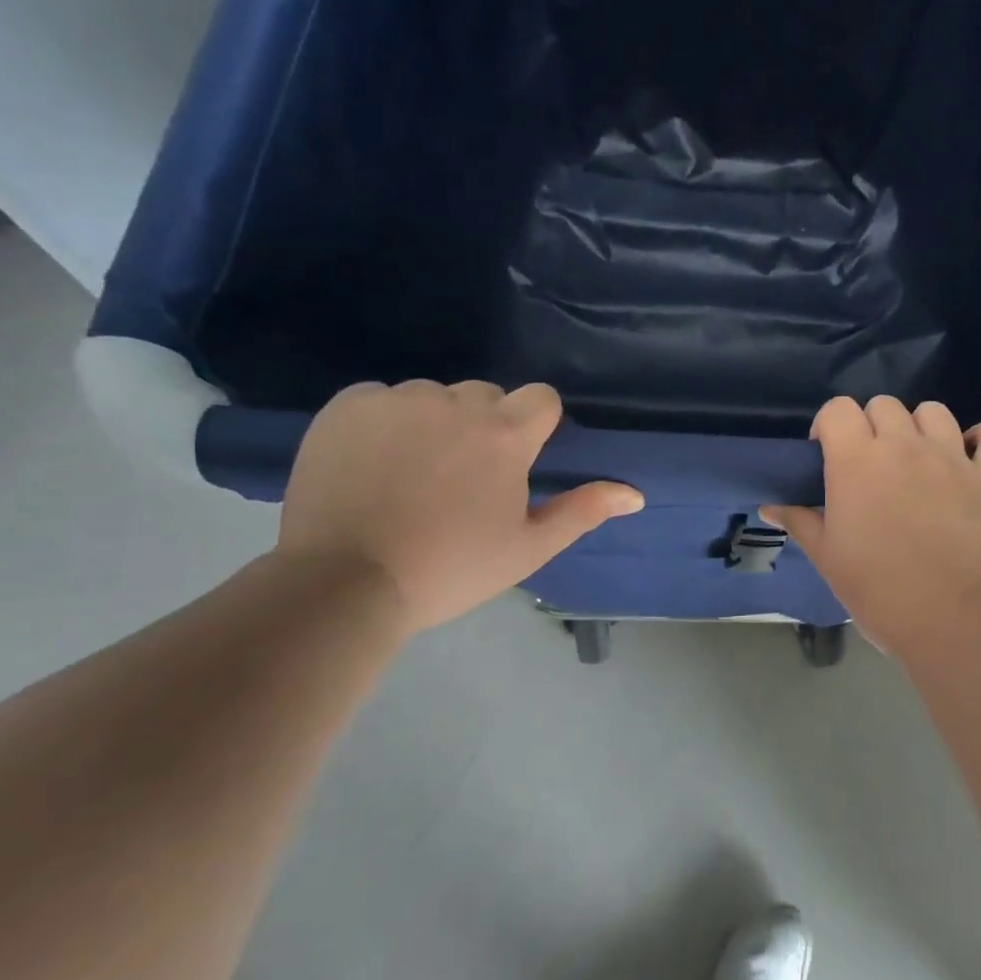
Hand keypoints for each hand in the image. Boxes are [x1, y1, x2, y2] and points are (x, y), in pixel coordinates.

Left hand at [276, 380, 642, 630]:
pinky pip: (381, 399)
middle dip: (484, 426)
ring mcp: (397, 400)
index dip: (536, 425)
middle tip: (462, 479)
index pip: (540, 398)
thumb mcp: (528, 548)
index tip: (517, 461)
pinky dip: (384, 423)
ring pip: (432, 397)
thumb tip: (635, 494)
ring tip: (411, 475)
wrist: (344, 584)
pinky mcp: (347, 406)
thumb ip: (583, 511)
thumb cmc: (451, 569)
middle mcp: (455, 403)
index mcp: (505, 435)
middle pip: (485, 395)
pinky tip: (372, 465)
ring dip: (433, 423)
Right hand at [764, 396, 980, 660]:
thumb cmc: (878, 590)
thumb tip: (771, 506)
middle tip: (868, 465)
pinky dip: (980, 439)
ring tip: (915, 459)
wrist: (952, 620)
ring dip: (918, 427)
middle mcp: (905, 446)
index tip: (826, 454)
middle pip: (884, 405)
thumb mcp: (827, 558)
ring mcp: (952, 458)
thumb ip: (800, 521)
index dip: (828, 425)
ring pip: (934, 411)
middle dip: (870, 425)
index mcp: (858, 460)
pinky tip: (968, 456)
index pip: (837, 409)